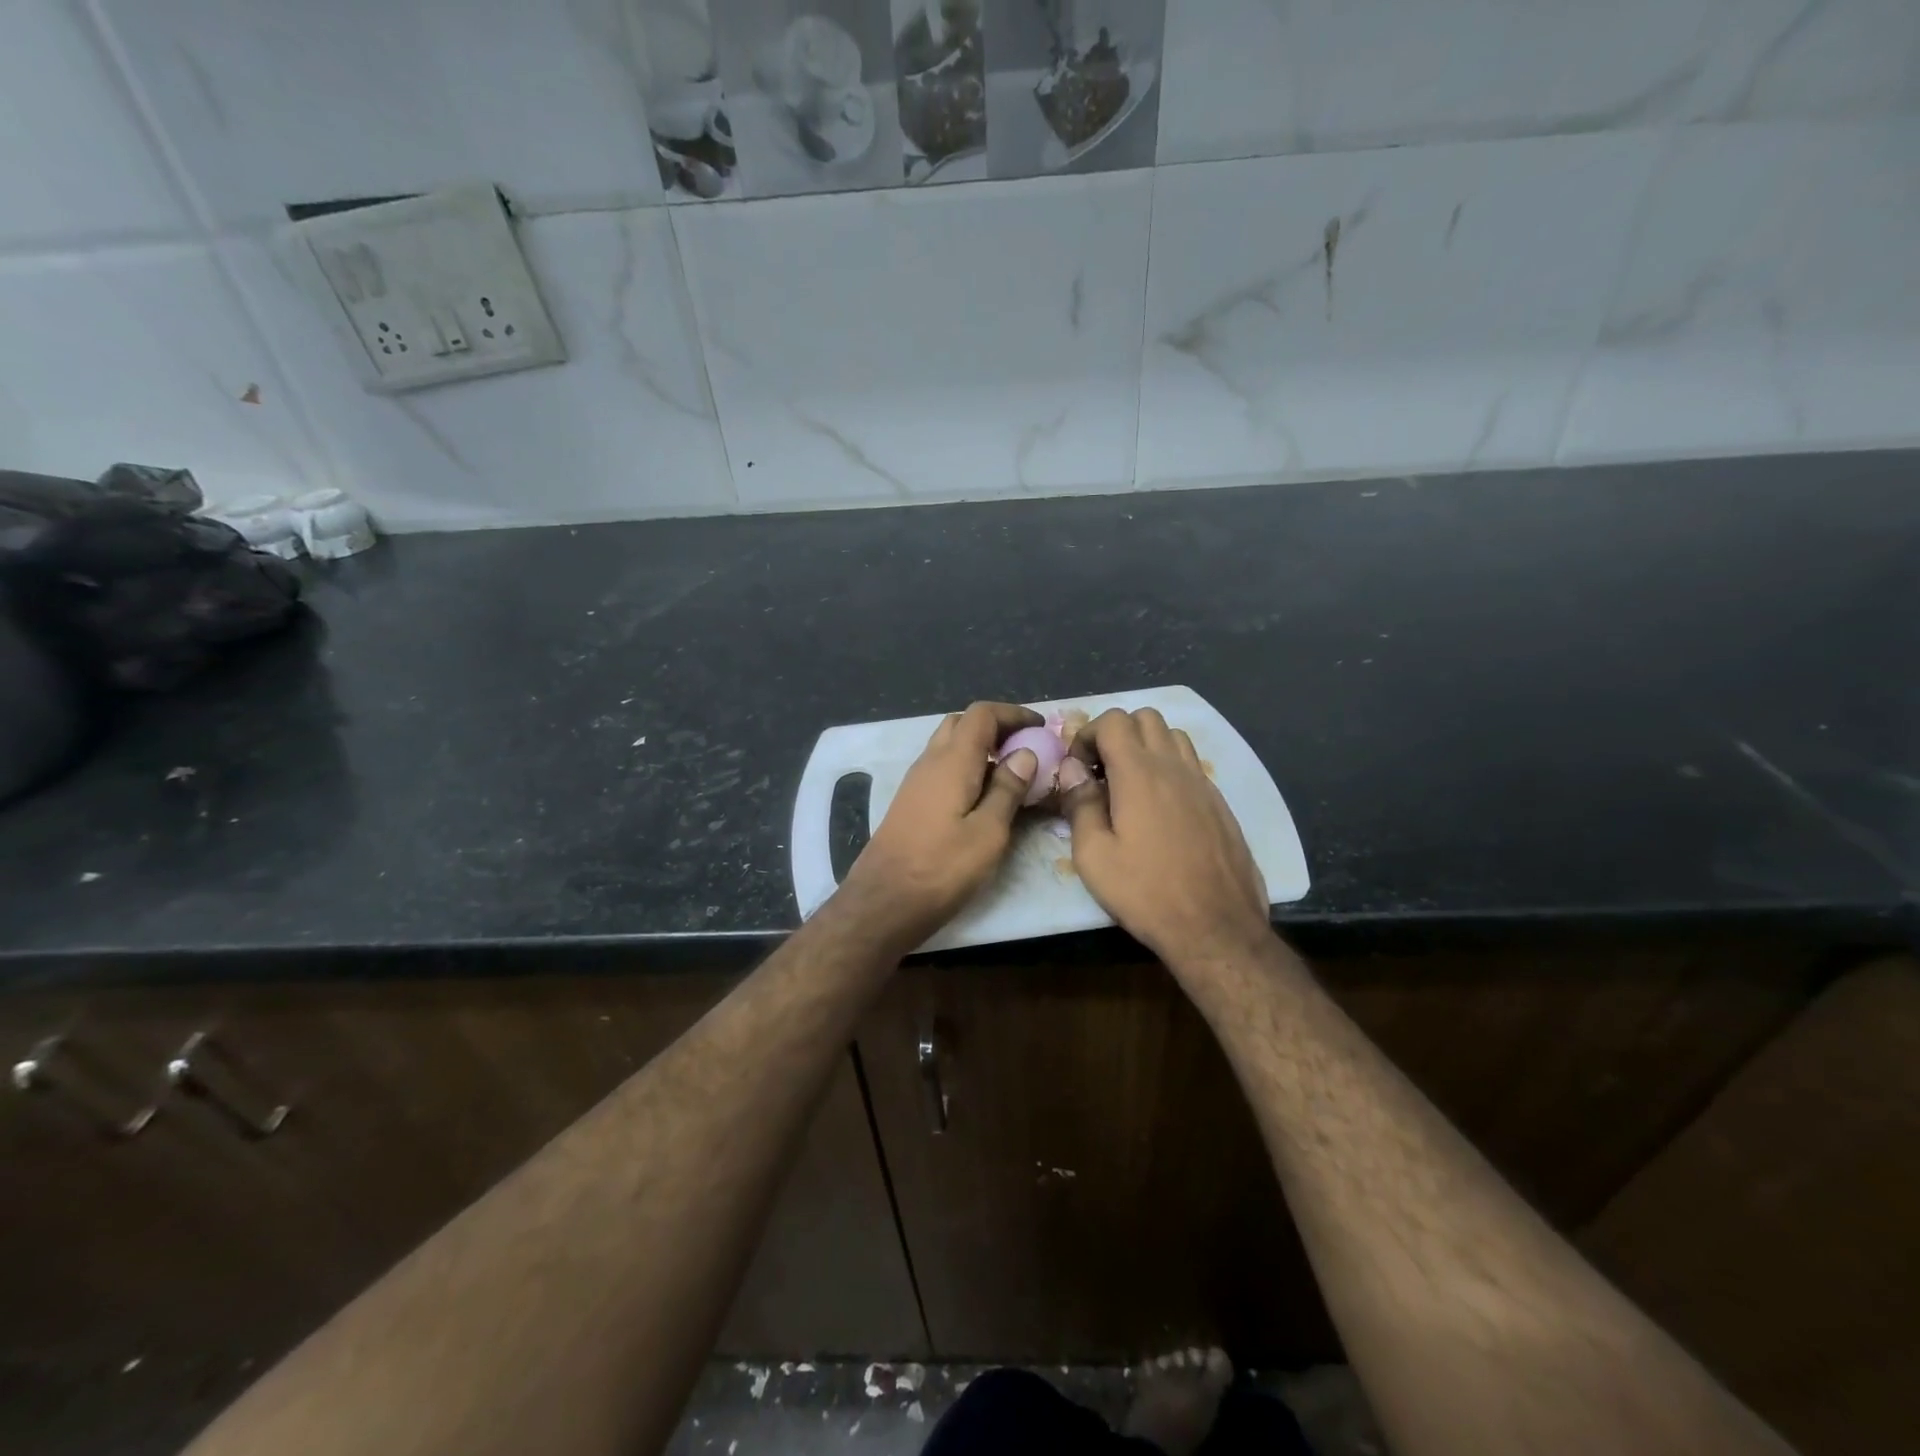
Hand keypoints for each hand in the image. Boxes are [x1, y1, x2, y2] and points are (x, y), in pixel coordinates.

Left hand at [838, 701, 1042, 950]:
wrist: (883, 902)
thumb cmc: (941, 868)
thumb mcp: (988, 833)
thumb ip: (1007, 789)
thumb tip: (1025, 753)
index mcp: (952, 761)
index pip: (982, 714)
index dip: (1013, 714)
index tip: (1040, 728)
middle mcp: (930, 762)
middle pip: (962, 724)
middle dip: (995, 727)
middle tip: (1025, 749)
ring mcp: (915, 782)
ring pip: (949, 746)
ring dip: (980, 749)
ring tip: (1010, 775)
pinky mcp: (910, 802)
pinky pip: (941, 769)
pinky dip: (966, 768)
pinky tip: (982, 798)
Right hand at [1060, 708, 1271, 967]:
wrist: (1216, 927)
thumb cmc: (1146, 892)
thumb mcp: (1094, 856)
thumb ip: (1080, 804)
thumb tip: (1072, 770)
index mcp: (1140, 773)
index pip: (1114, 720)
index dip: (1088, 735)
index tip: (1078, 769)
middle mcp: (1174, 767)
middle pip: (1146, 717)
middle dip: (1117, 733)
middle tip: (1101, 771)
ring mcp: (1203, 783)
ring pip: (1173, 735)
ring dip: (1146, 746)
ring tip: (1130, 784)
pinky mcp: (1220, 803)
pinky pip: (1191, 764)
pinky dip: (1169, 768)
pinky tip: (1159, 808)